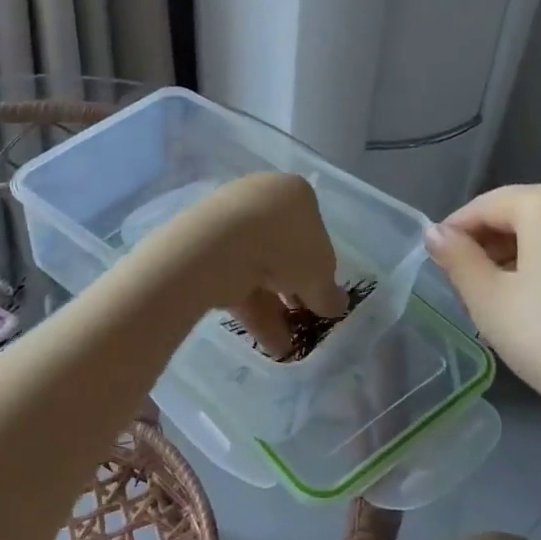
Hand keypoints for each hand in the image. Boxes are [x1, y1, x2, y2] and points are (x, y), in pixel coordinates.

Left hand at [137, 173, 348, 356]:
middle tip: (300, 319)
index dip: (319, 267)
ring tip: (283, 346)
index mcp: (294, 193)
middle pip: (282, 249)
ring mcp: (229, 220)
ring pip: (256, 267)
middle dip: (292, 289)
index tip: (319, 295)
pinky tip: (265, 342)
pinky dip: (250, 308)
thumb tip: (336, 304)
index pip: (313, 231)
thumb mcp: (320, 276)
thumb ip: (329, 293)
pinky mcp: (204, 245)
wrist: (221, 245)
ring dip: (272, 309)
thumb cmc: (286, 247)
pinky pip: (233, 277)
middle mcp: (261, 198)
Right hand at [426, 183, 540, 451]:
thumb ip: (457, 259)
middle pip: (523, 214)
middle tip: (468, 285)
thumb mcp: (489, 301)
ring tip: (504, 298)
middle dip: (490, 244)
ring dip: (522, 255)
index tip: (437, 263)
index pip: (485, 206)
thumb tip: (436, 234)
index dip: (454, 232)